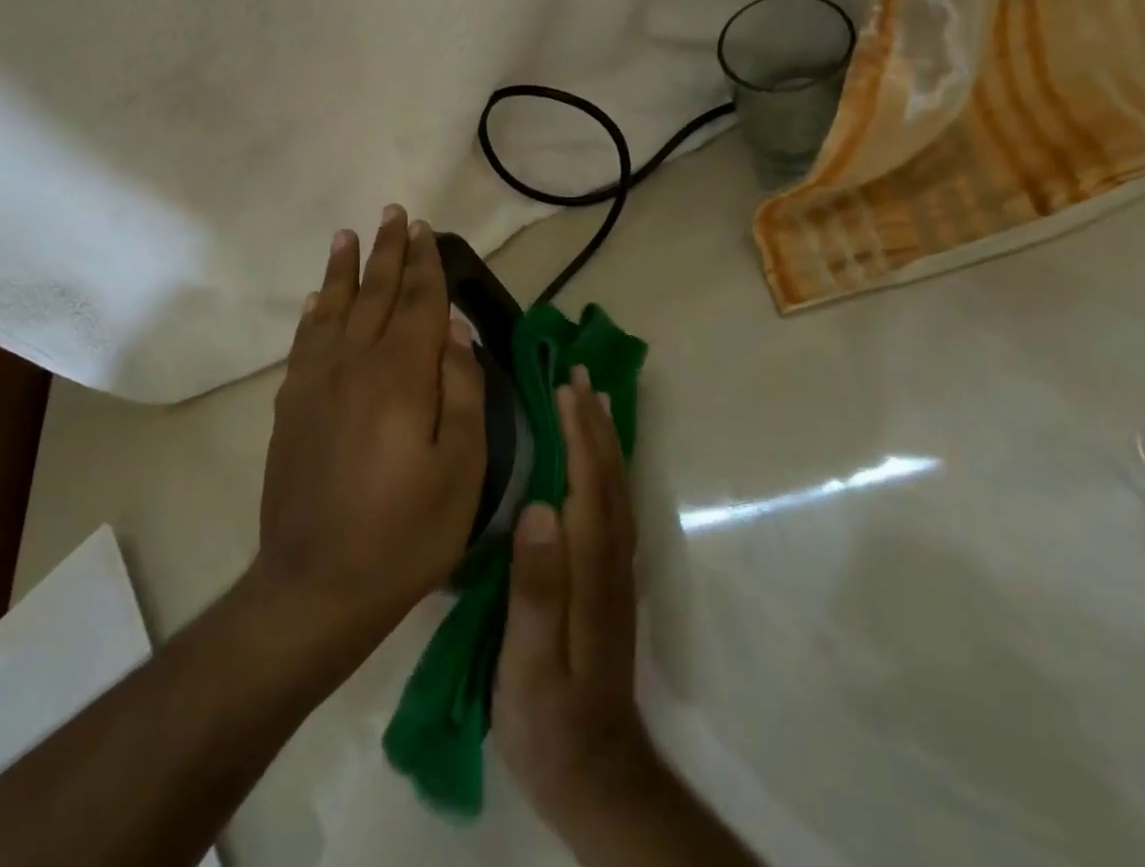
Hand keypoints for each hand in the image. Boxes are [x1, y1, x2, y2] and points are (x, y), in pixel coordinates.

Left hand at [254, 206, 486, 656]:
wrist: (317, 584)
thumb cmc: (405, 531)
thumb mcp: (461, 468)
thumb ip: (462, 390)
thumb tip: (456, 330)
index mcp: (402, 374)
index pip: (418, 302)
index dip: (424, 263)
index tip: (424, 228)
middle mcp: (355, 363)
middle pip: (375, 293)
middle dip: (387, 252)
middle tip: (393, 214)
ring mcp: (316, 383)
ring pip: (333, 308)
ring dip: (343, 269)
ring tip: (348, 235)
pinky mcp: (291, 406)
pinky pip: (304, 342)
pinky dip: (312, 313)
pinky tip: (315, 300)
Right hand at [494, 367, 662, 830]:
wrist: (593, 772)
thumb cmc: (547, 715)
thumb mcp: (528, 660)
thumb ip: (536, 586)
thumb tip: (541, 507)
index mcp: (590, 567)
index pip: (588, 483)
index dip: (579, 432)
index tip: (564, 386)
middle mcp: (611, 558)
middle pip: (609, 476)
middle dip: (595, 420)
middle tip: (579, 371)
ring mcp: (616, 568)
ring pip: (617, 486)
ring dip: (606, 436)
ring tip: (594, 396)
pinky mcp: (611, 579)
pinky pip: (614, 502)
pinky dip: (609, 465)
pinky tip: (599, 455)